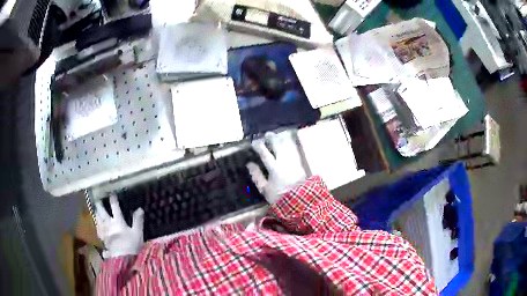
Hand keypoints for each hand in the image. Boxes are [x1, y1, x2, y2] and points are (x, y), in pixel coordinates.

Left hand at [95, 195, 143, 257]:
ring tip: (95, 211)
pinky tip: (97, 226)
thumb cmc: (132, 246)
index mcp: (118, 222)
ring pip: (98, 220)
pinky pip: (98, 230)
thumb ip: (138, 221)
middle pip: (102, 212)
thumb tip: (140, 208)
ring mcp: (104, 232)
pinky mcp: (102, 239)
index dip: (113, 200)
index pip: (115, 208)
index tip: (112, 194)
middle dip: (99, 205)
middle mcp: (109, 224)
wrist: (123, 260)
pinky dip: (97, 226)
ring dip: (96, 214)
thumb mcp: (138, 233)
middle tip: (98, 200)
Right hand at [246, 131, 306, 203]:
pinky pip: (294, 150)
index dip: (259, 146)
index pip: (265, 154)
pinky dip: (289, 144)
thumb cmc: (279, 196)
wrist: (299, 201)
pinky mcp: (300, 164)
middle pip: (278, 146)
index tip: (254, 142)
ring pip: (287, 146)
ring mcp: (293, 162)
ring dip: (281, 139)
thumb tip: (249, 164)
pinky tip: (287, 142)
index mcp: (274, 169)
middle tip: (267, 134)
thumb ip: (257, 176)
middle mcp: (285, 162)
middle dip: (272, 138)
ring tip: (277, 136)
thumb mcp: (264, 189)